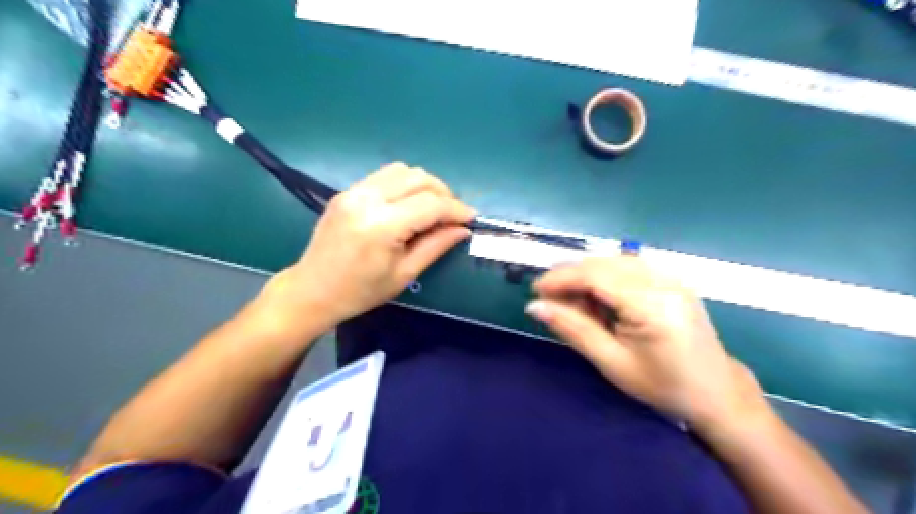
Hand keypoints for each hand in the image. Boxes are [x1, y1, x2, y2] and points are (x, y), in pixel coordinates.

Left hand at [261, 164, 475, 333]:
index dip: (456, 209)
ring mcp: (353, 191)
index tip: (472, 217)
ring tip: (433, 207)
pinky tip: (409, 203)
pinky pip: (385, 175)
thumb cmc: (361, 291)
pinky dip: (405, 184)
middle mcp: (366, 199)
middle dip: (444, 193)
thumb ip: (436, 245)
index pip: (430, 204)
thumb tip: (463, 229)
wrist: (312, 290)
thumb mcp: (404, 274)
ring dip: (425, 184)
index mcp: (381, 225)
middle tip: (453, 214)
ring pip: (402, 170)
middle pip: (418, 178)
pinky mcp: (347, 191)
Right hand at [530, 256, 770, 430]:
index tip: (535, 291)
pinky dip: (605, 277)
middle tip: (549, 298)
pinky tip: (598, 297)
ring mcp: (671, 277)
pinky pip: (629, 267)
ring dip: (587, 275)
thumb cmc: (662, 386)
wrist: (716, 392)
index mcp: (652, 305)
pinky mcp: (672, 280)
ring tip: (571, 300)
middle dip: (571, 276)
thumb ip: (573, 329)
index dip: (561, 279)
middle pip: (604, 263)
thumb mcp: (611, 363)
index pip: (596, 276)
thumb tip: (535, 306)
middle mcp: (664, 281)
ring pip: (615, 261)